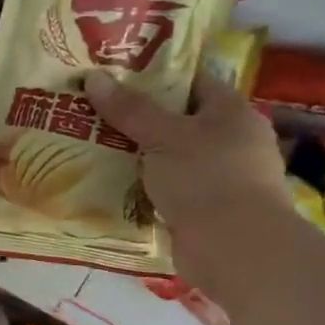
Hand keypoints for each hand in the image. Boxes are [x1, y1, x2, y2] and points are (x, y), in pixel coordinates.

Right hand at [84, 68, 287, 283]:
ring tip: (90, 145)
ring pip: (169, 157)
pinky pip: (166, 189)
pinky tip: (109, 183)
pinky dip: (142, 186)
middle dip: (137, 118)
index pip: (192, 81)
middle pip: (177, 120)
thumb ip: (129, 108)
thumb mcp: (162, 136)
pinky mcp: (206, 210)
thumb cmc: (206, 178)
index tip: (114, 75)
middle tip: (92, 110)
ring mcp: (220, 178)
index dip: (154, 75)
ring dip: (137, 155)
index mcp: (232, 112)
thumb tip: (93, 76)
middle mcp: (232, 141)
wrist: (235, 249)